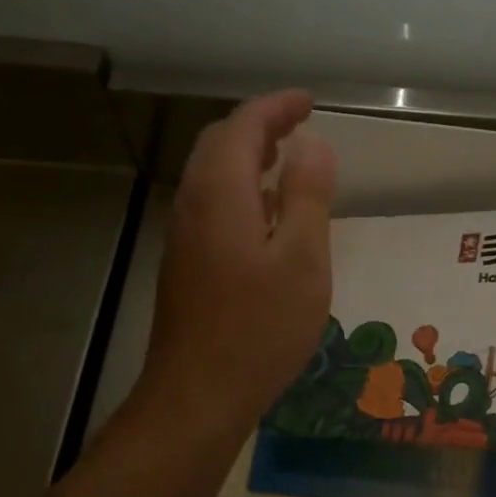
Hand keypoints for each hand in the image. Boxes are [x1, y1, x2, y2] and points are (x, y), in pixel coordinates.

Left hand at [135, 90, 335, 445]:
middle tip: (298, 124)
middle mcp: (194, 204)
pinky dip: (240, 188)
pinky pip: (211, 204)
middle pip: (220, 145)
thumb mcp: (302, 259)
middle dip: (259, 125)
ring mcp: (184, 235)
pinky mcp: (185, 263)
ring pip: (212, 175)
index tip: (309, 102)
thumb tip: (311, 143)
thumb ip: (307, 195)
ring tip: (285, 158)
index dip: (276, 107)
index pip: (243, 127)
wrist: (198, 395)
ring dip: (247, 156)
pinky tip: (265, 214)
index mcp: (221, 194)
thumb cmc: (260, 326)